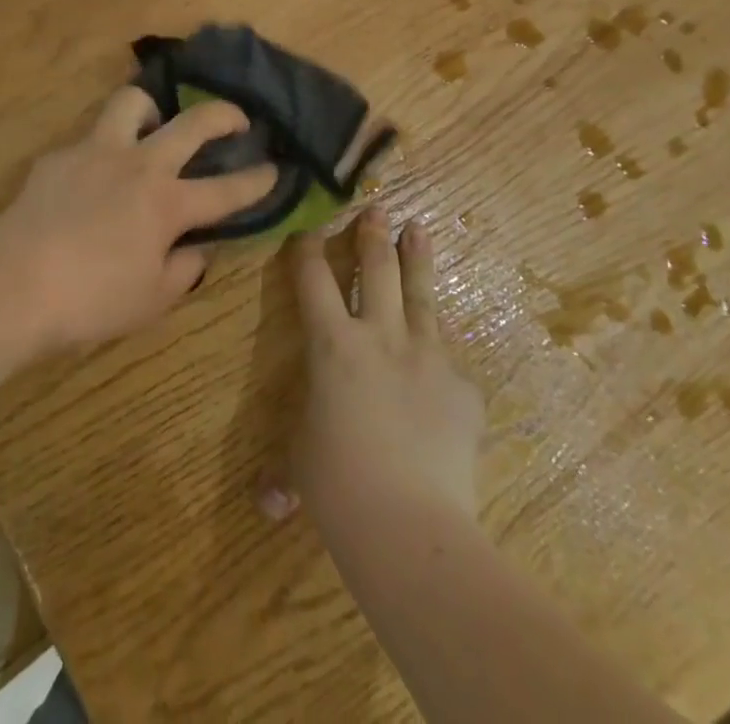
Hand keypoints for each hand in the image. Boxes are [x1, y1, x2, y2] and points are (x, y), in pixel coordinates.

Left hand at [0, 86, 277, 351]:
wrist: (14, 285)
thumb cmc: (90, 301)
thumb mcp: (151, 300)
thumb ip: (184, 269)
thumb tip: (198, 249)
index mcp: (167, 204)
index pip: (227, 190)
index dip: (258, 180)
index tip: (276, 169)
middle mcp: (139, 166)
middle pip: (193, 123)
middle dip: (225, 114)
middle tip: (237, 120)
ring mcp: (96, 152)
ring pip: (132, 103)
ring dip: (152, 110)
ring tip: (154, 127)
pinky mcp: (59, 157)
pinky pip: (88, 140)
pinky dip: (102, 152)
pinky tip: (92, 178)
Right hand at [262, 209, 484, 531]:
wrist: (411, 523)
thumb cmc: (338, 486)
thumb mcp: (302, 466)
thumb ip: (285, 477)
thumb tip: (267, 507)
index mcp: (332, 344)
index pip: (313, 279)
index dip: (306, 249)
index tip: (307, 230)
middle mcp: (380, 335)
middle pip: (375, 269)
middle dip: (372, 234)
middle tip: (377, 207)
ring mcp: (427, 356)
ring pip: (420, 294)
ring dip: (416, 257)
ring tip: (419, 228)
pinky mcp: (462, 385)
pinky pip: (448, 358)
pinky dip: (439, 350)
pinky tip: (441, 353)